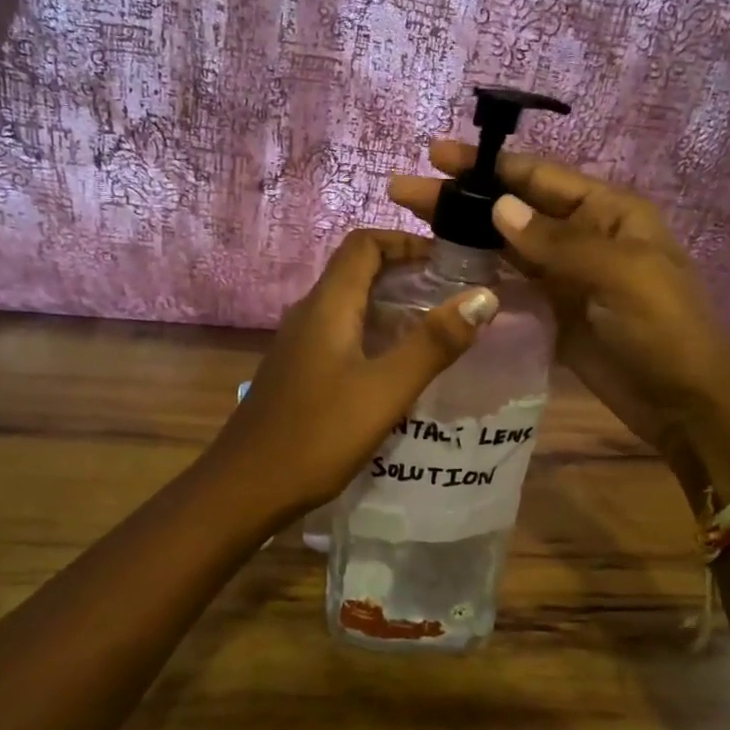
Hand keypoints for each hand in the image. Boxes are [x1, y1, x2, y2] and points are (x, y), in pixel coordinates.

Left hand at [207, 228, 498, 518]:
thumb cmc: (317, 435)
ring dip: (390, 304)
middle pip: (357, 270)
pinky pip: (340, 333)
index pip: (364, 244)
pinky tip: (396, 367)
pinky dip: (373, 333)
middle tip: (452, 293)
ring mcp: (299, 343)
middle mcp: (309, 313)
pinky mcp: (298, 370)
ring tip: (435, 327)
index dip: (406, 241)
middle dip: (405, 272)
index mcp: (327, 305)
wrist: (245, 488)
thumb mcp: (385, 390)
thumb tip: (484, 297)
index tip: (448, 260)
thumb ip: (434, 342)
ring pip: (349, 304)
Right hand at [389, 142, 729, 505]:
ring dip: (464, 234)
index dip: (488, 165)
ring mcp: (566, 277)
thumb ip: (558, 242)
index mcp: (609, 213)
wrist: (687, 405)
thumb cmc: (665, 330)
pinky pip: (510, 286)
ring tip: (412, 224)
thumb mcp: (621, 275)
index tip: (436, 156)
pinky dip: (479, 275)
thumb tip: (500, 207)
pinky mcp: (553, 313)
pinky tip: (443, 270)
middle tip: (404, 191)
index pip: (539, 178)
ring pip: (506, 246)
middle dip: (463, 198)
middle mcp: (584, 237)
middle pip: (514, 209)